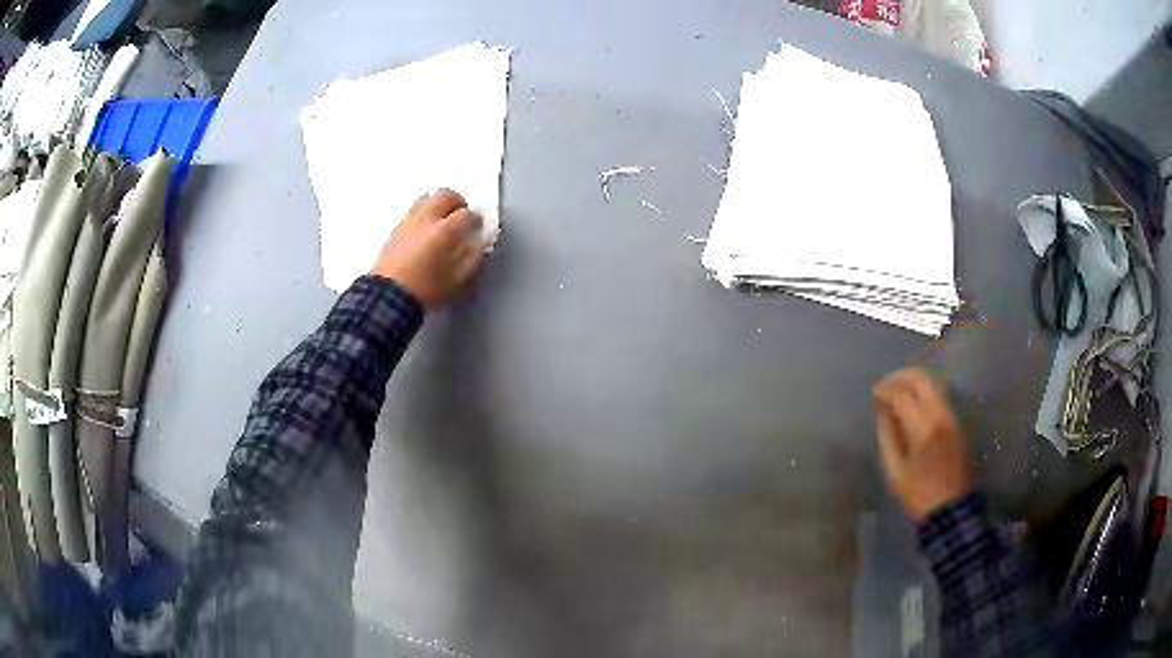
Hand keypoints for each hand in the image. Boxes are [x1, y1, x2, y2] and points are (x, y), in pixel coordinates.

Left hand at [371, 189, 485, 310]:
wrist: (389, 296)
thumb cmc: (427, 290)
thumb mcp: (457, 279)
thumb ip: (472, 258)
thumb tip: (478, 243)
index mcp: (445, 231)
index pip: (467, 214)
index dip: (475, 220)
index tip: (477, 228)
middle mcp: (426, 219)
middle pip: (445, 195)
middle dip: (457, 203)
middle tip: (460, 217)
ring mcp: (409, 221)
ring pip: (426, 198)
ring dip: (437, 204)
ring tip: (441, 220)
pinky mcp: (396, 228)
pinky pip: (412, 212)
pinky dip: (422, 215)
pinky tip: (423, 232)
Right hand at [872, 368, 973, 522]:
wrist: (951, 511)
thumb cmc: (918, 496)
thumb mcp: (895, 472)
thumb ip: (887, 436)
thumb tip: (881, 410)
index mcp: (923, 431)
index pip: (903, 397)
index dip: (885, 391)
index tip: (873, 394)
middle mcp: (941, 417)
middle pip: (922, 380)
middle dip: (901, 377)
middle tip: (886, 384)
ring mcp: (953, 419)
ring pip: (935, 385)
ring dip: (915, 381)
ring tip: (899, 390)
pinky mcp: (959, 424)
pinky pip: (942, 397)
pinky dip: (926, 393)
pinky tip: (915, 403)